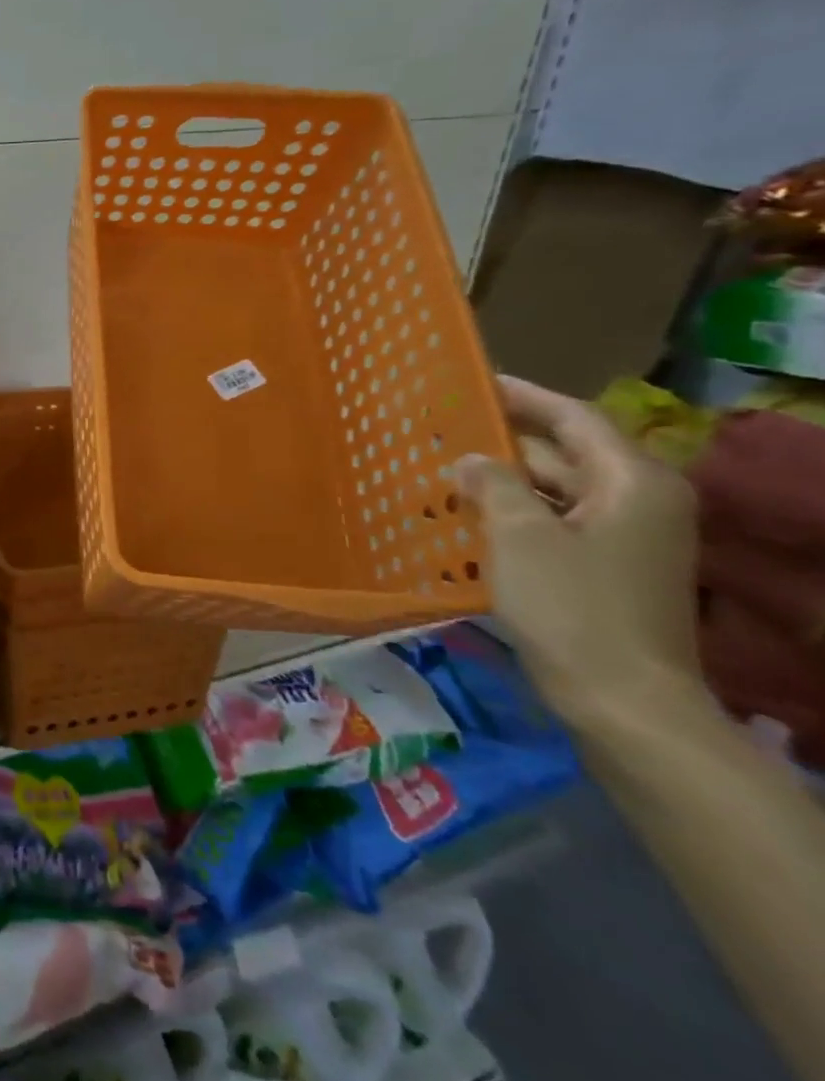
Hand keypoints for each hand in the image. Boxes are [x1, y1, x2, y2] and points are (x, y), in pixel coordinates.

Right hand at [455, 376, 700, 722]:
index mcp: (633, 483)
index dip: (524, 396)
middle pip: (565, 454)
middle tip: (441, 429)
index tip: (474, 382)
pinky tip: (465, 515)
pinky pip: (553, 523)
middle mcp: (639, 502)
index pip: (574, 419)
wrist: (622, 699)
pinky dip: (513, 513)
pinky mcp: (605, 568)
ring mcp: (625, 539)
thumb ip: (493, 485)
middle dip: (504, 441)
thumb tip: (471, 459)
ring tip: (442, 469)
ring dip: (502, 480)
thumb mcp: (520, 536)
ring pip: (555, 491)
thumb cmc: (573, 606)